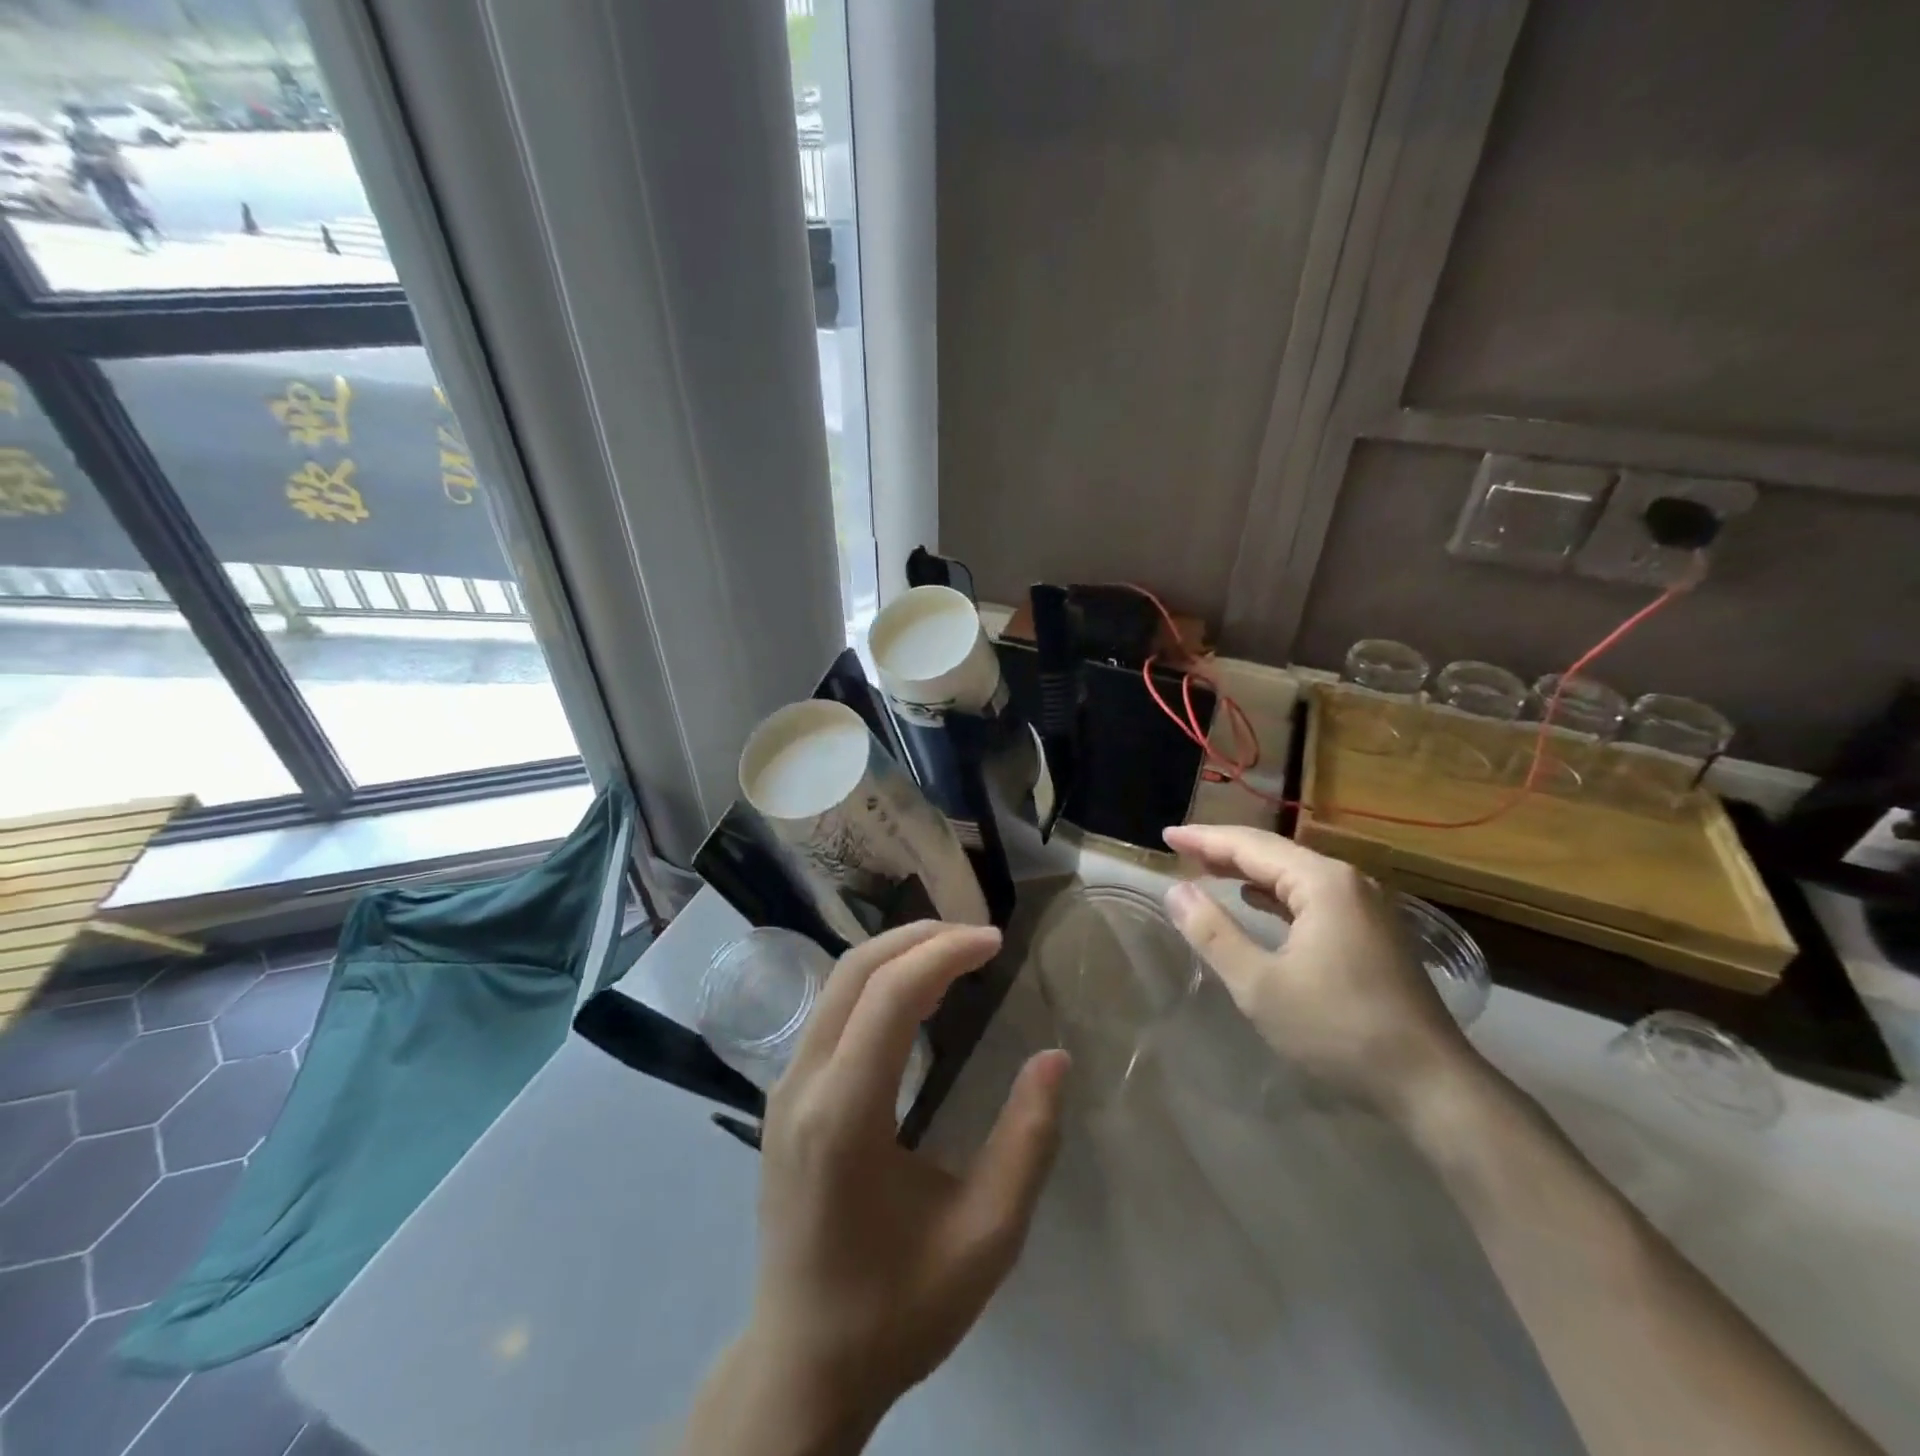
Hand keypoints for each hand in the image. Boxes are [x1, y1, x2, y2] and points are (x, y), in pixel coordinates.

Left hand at [744, 922, 1068, 1426]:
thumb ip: (1027, 1141)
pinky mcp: (784, 1098)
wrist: (803, 1364)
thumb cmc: (898, 1307)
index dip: (945, 953)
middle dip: (920, 938)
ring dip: (897, 955)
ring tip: (956, 956)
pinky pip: (831, 1011)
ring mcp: (784, 1087)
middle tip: (980, 938)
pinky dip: (876, 983)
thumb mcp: (986, 1236)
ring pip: (837, 983)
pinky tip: (915, 996)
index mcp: (844, 1115)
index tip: (997, 942)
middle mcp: (802, 1084)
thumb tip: (1054, 1058)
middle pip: (855, 970)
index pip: (889, 994)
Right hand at [1160, 824, 1474, 1117]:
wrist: (1431, 1086)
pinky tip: (1258, 901)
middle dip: (1225, 850)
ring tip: (1209, 869)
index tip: (1166, 835)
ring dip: (1250, 870)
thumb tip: (1176, 891)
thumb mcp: (1260, 985)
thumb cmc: (1338, 1030)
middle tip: (1181, 849)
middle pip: (1275, 853)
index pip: (1251, 846)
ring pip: (1295, 875)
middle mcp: (1349, 882)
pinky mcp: (1373, 934)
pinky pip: (1313, 897)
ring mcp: (1366, 908)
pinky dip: (1277, 894)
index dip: (1204, 839)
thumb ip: (1213, 933)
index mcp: (1323, 883)